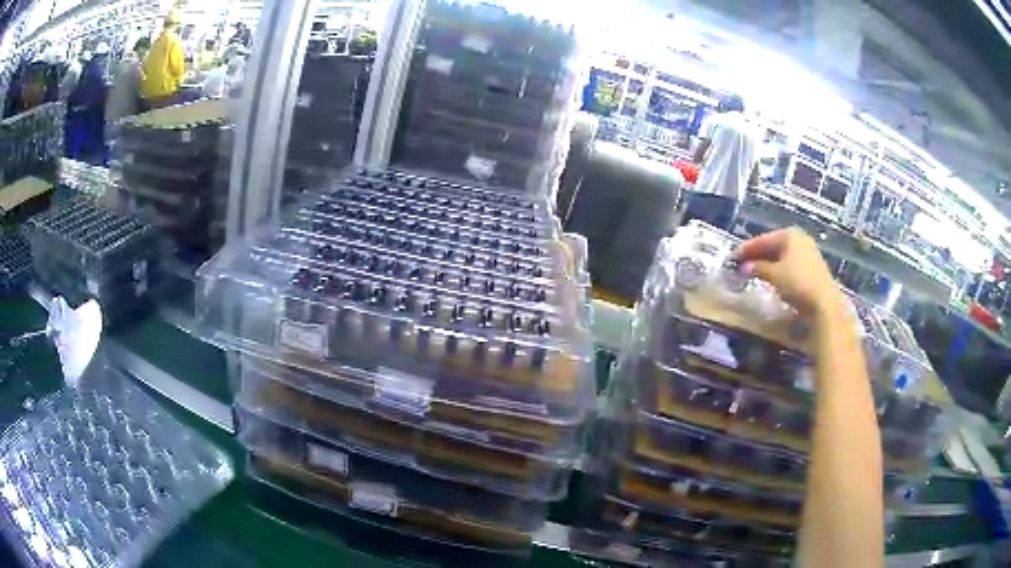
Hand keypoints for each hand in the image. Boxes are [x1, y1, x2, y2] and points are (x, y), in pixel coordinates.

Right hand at [733, 228, 842, 316]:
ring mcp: (807, 253)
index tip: (731, 258)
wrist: (823, 303)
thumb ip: (757, 268)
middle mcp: (799, 239)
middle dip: (756, 255)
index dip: (745, 249)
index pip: (761, 240)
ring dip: (766, 263)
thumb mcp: (774, 275)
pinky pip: (788, 264)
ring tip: (752, 272)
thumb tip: (744, 267)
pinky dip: (777, 269)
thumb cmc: (797, 283)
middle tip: (740, 264)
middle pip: (772, 246)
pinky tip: (770, 277)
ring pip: (780, 256)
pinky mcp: (811, 268)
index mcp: (789, 234)